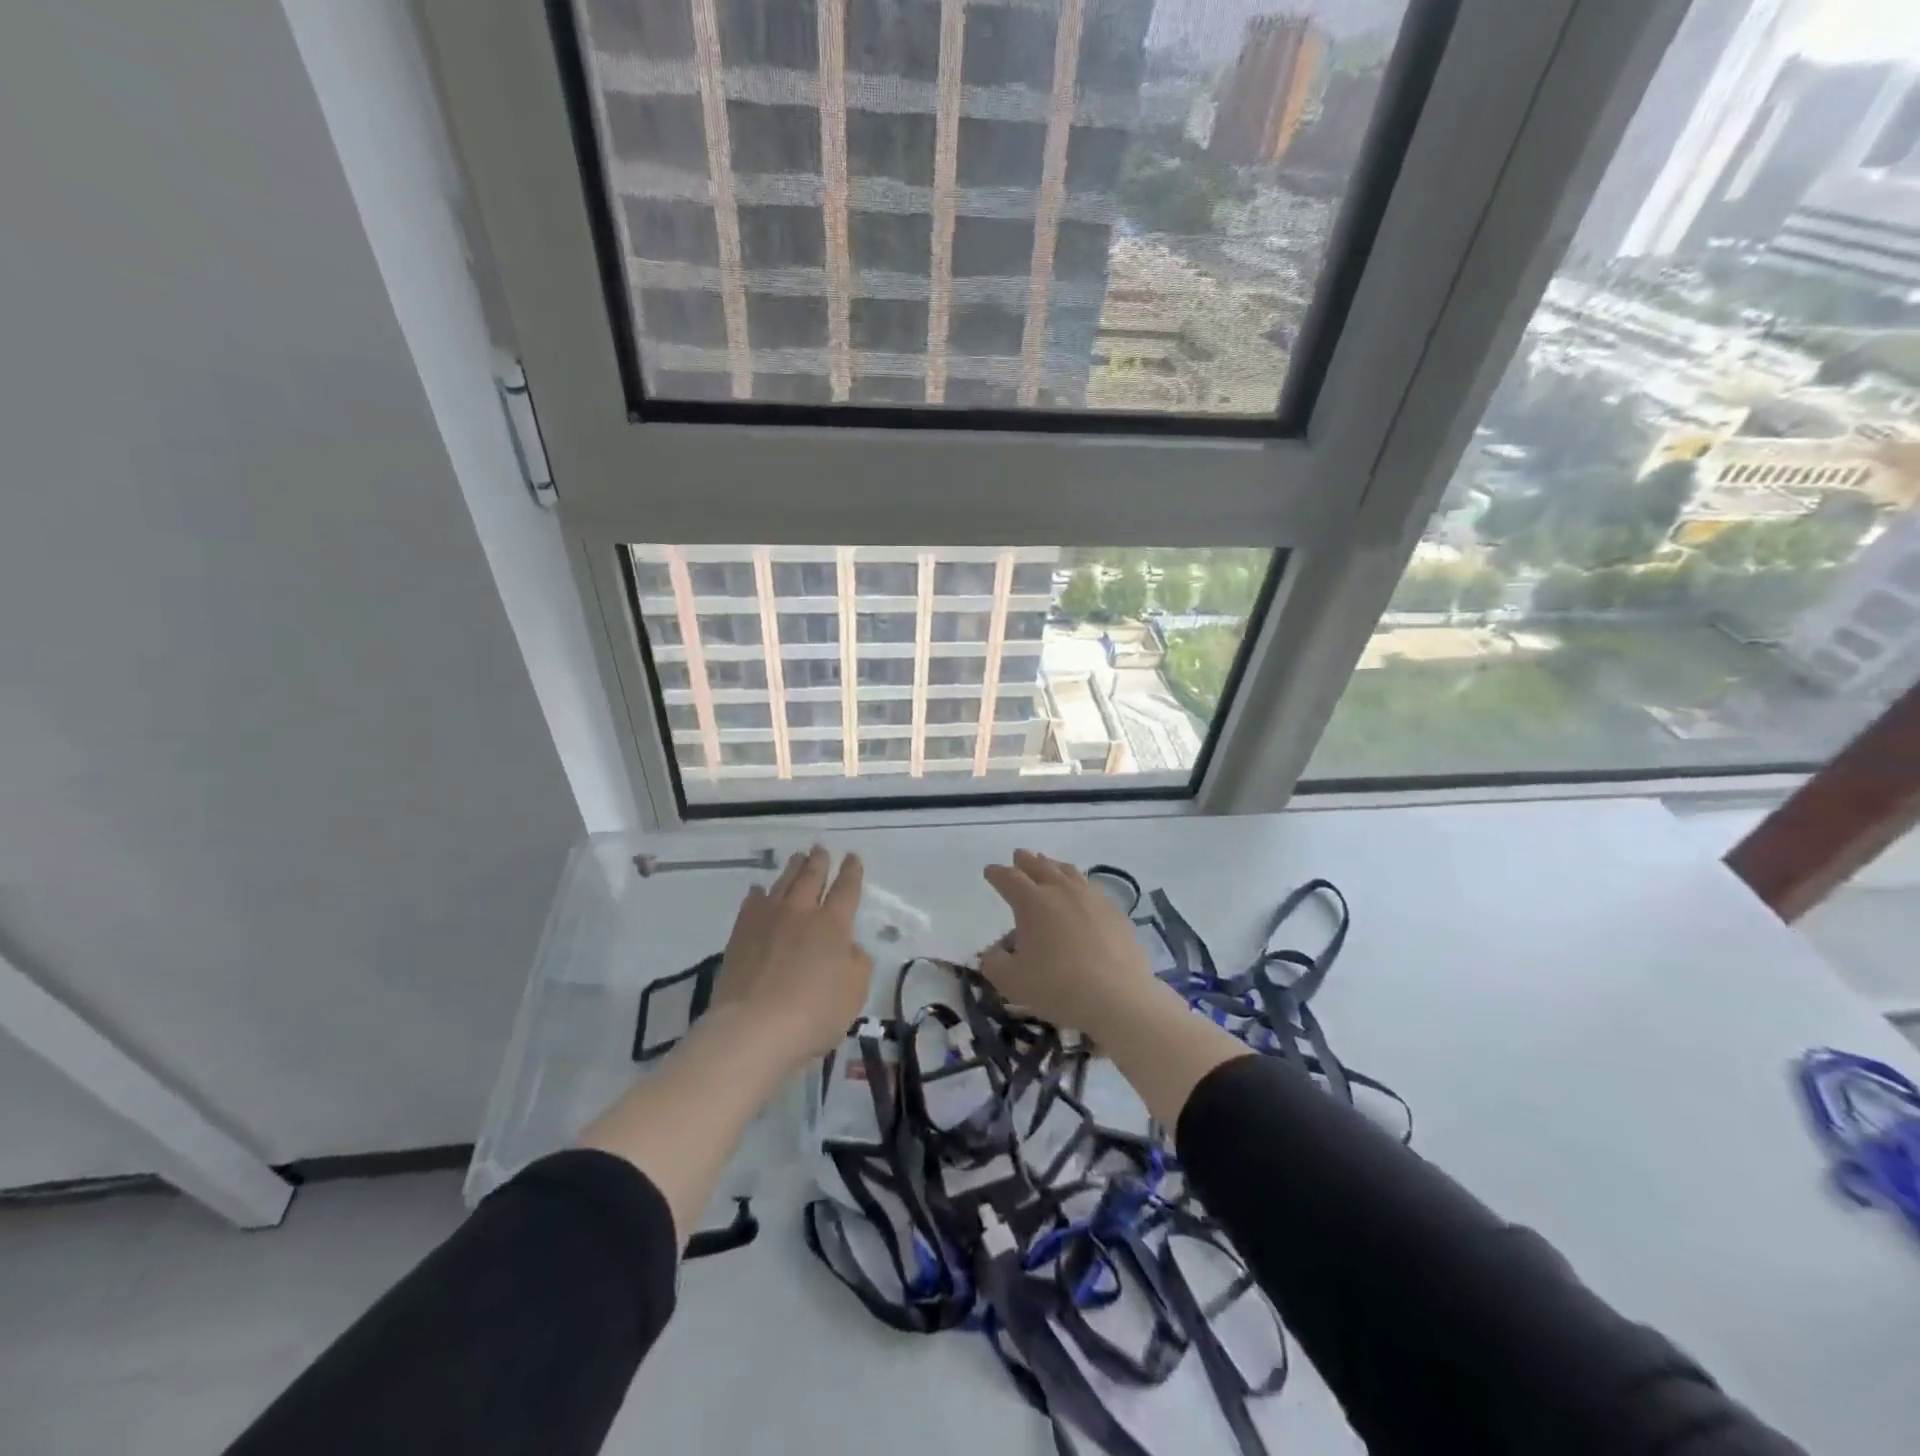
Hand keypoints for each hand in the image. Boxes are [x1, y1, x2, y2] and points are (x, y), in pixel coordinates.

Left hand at [711, 846, 870, 1070]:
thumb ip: (858, 964)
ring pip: (783, 883)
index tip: (852, 857)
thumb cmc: (813, 1015)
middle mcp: (801, 912)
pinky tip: (759, 891)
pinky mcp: (741, 933)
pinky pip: (752, 903)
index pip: (846, 889)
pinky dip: (759, 893)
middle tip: (820, 849)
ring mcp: (767, 919)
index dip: (851, 871)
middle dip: (819, 861)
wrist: (752, 1028)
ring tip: (797, 859)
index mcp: (834, 925)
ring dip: (792, 869)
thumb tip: (850, 947)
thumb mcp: (854, 994)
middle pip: (812, 877)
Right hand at [979, 850, 1162, 1041]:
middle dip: (1026, 861)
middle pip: (1040, 866)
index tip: (990, 871)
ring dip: (1054, 867)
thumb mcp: (1011, 981)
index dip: (997, 873)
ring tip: (1049, 866)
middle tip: (1019, 856)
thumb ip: (994, 964)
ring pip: (1069, 872)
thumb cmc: (1057, 987)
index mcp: (1032, 901)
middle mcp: (1062, 891)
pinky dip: (1080, 886)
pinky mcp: (1116, 912)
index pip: (1009, 878)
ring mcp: (1092, 898)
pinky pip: (1093, 889)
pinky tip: (1083, 896)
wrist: (1118, 997)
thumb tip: (992, 953)